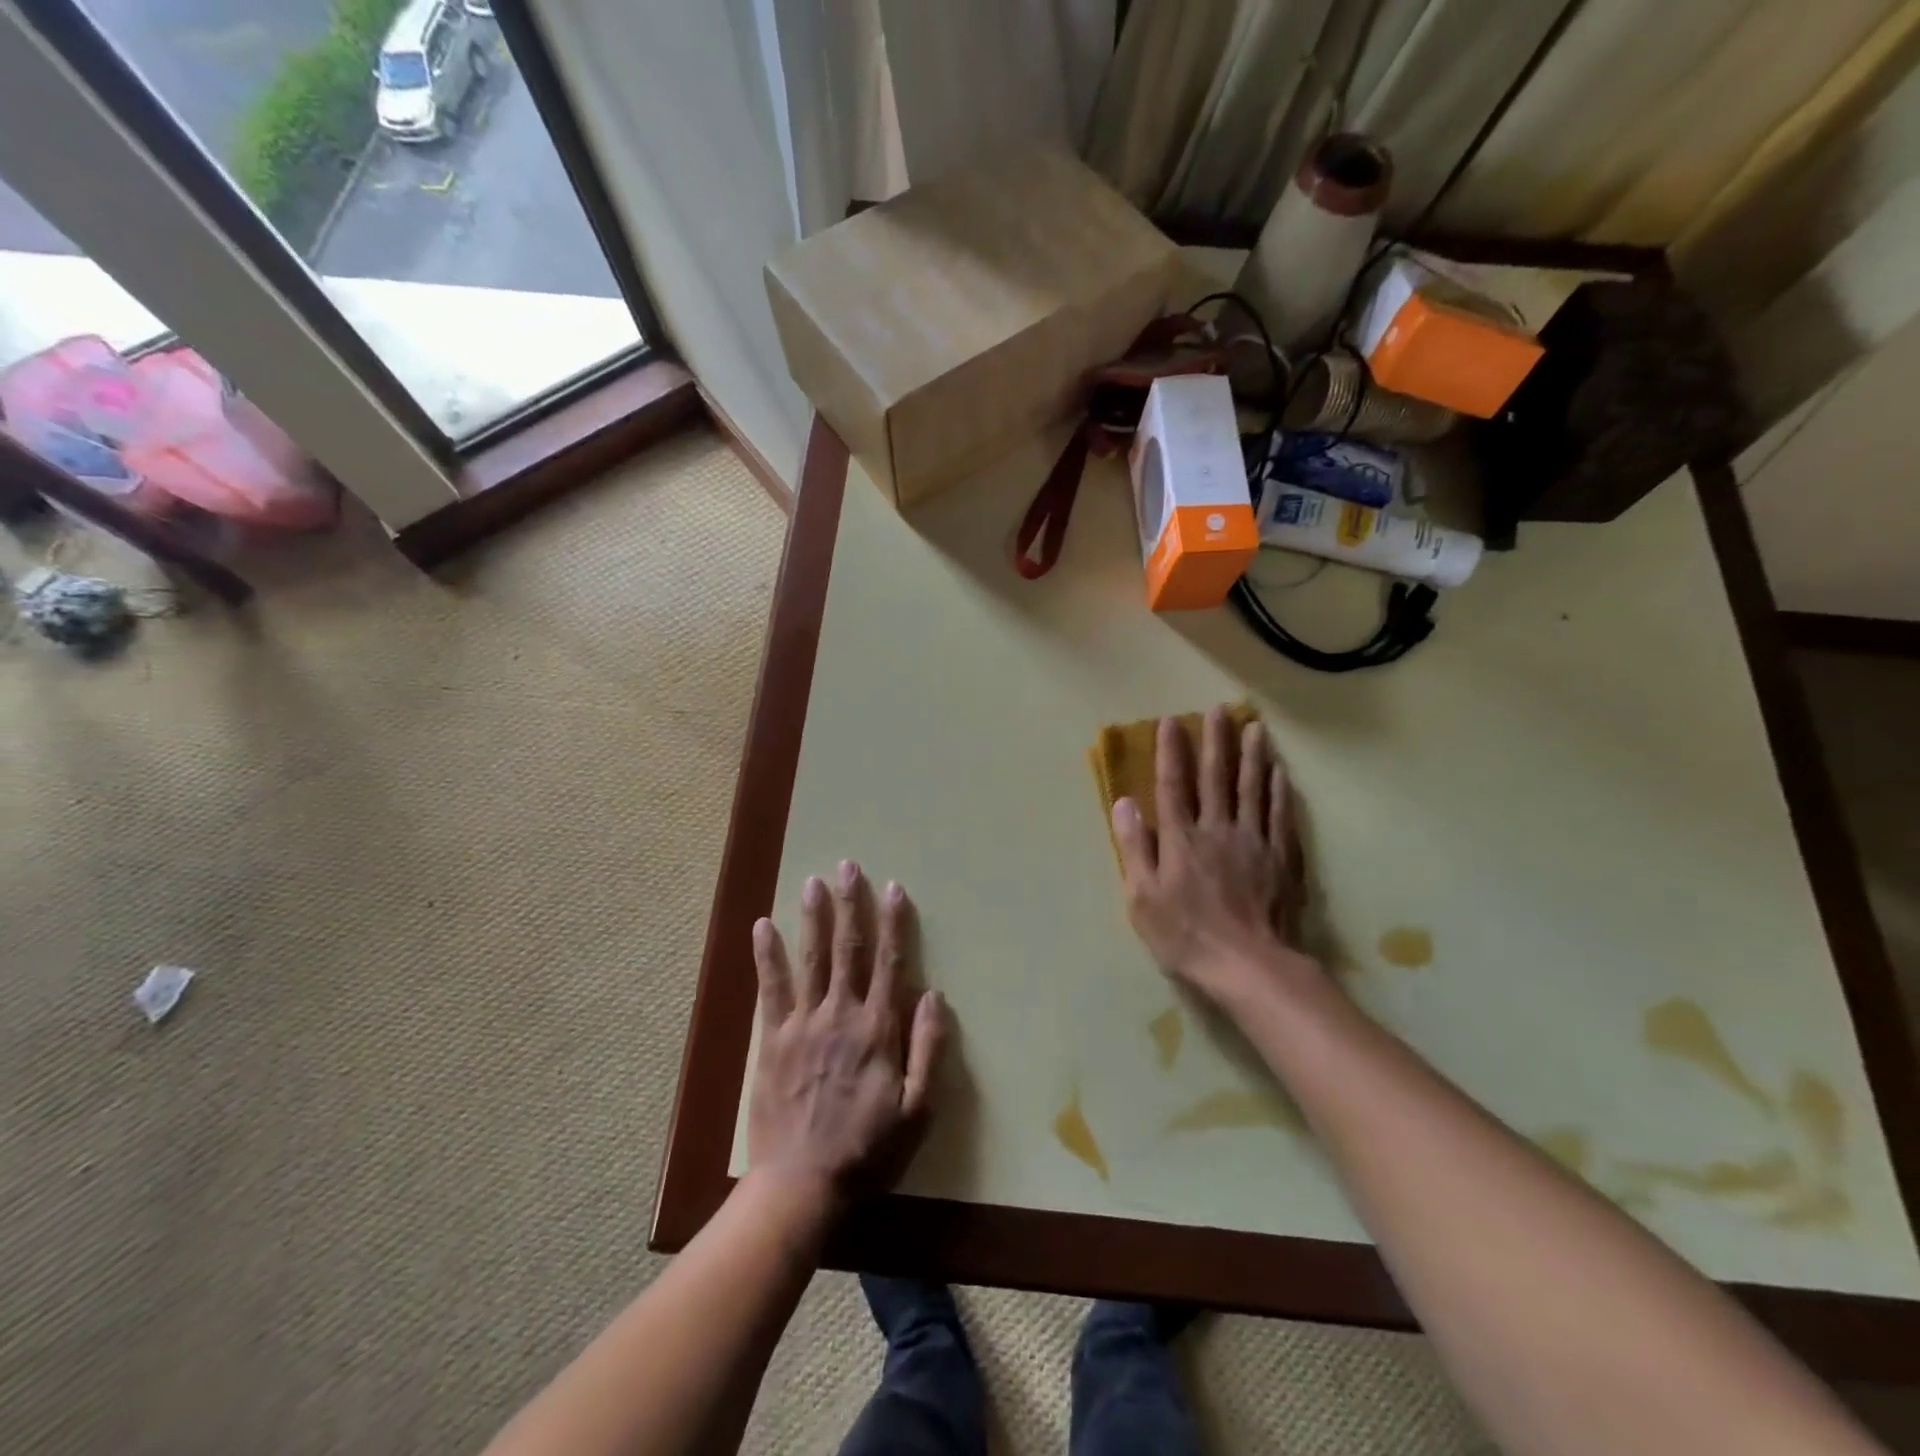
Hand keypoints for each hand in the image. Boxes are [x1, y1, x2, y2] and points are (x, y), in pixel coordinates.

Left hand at [748, 862, 945, 1207]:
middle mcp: (841, 1015)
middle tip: (848, 867)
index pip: (889, 963)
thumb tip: (934, 996)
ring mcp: (802, 1024)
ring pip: (810, 959)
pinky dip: (766, 956)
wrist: (801, 1186)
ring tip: (813, 882)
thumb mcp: (918, 1110)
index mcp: (877, 1029)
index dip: (893, 923)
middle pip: (848, 949)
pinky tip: (762, 926)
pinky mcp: (772, 1040)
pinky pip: (769, 989)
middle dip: (850, 905)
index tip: (894, 888)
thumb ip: (927, 1050)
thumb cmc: (868, 1151)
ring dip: (813, 918)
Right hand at [1113, 708, 1321, 1008]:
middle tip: (1220, 709)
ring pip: (1253, 789)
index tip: (1171, 722)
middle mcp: (1218, 829)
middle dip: (1217, 741)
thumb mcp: (1143, 899)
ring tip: (1255, 727)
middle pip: (1217, 777)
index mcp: (1181, 838)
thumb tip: (1124, 803)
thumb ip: (1134, 848)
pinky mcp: (1282, 859)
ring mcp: (1254, 841)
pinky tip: (1280, 772)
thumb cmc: (1186, 936)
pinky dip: (1280, 790)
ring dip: (1252, 755)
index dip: (1171, 752)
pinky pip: (1280, 815)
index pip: (1173, 785)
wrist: (1250, 967)